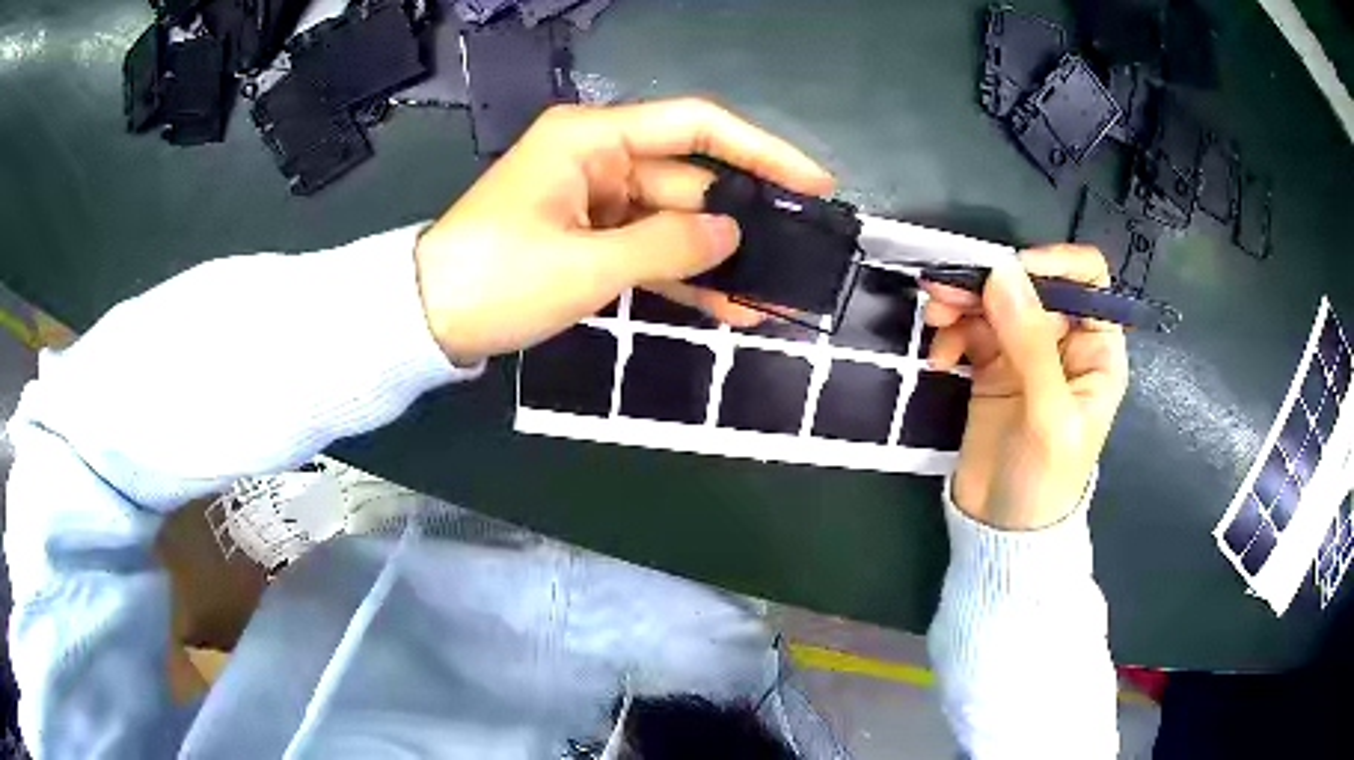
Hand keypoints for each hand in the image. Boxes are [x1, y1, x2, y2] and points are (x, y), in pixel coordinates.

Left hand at [414, 99, 833, 364]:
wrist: (426, 320)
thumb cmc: (495, 280)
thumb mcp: (585, 265)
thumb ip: (667, 245)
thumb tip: (731, 235)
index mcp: (592, 139)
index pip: (695, 126)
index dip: (761, 150)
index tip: (811, 182)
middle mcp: (598, 158)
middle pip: (689, 179)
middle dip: (741, 218)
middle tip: (799, 251)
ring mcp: (593, 200)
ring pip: (672, 220)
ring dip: (714, 257)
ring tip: (768, 293)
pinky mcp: (587, 237)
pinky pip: (647, 248)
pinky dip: (680, 274)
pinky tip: (724, 305)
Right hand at [923, 247, 1128, 529]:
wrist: (1002, 530)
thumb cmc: (1045, 480)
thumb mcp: (1048, 415)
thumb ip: (1030, 343)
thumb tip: (1002, 272)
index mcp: (1095, 350)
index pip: (1087, 281)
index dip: (1054, 265)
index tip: (1010, 272)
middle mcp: (1063, 343)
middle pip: (1030, 287)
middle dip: (989, 284)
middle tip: (945, 292)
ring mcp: (1024, 354)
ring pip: (994, 304)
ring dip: (961, 304)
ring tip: (934, 320)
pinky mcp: (991, 368)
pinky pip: (970, 331)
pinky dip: (951, 335)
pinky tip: (940, 360)